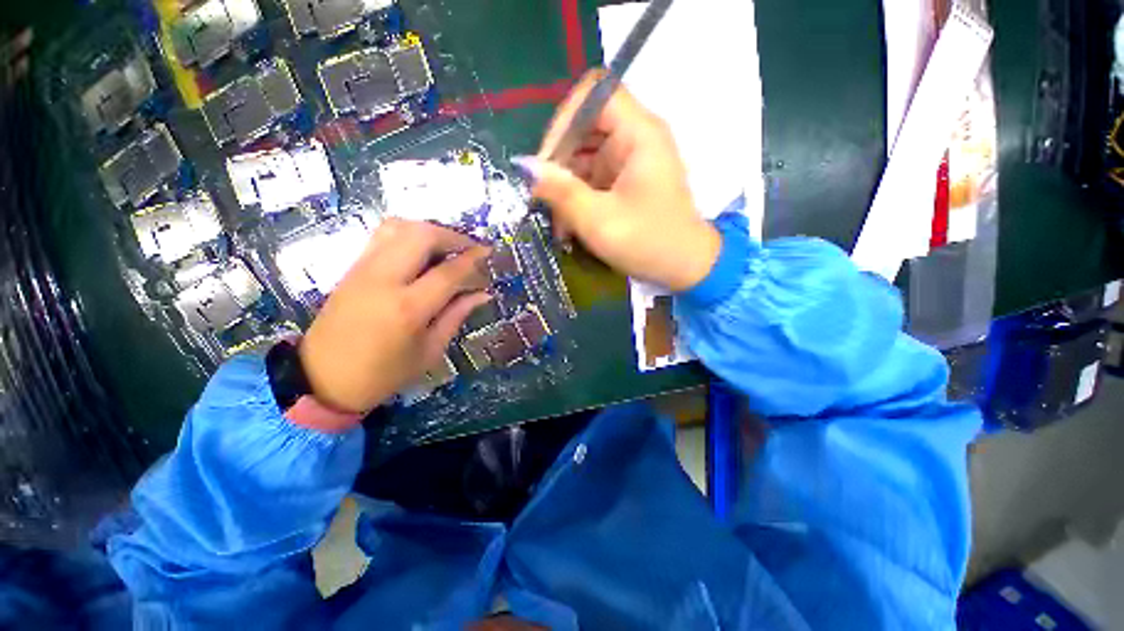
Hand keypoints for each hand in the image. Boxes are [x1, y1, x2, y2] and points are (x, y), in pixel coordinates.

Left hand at [299, 219, 491, 413]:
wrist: (323, 378)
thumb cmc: (384, 373)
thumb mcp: (430, 350)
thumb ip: (457, 315)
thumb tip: (482, 293)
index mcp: (408, 308)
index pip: (449, 271)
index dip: (474, 260)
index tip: (490, 254)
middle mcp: (384, 279)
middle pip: (422, 235)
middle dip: (453, 236)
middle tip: (470, 250)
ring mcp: (363, 269)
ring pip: (399, 227)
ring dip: (430, 231)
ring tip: (447, 247)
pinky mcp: (352, 268)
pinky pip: (383, 236)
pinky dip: (409, 234)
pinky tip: (422, 252)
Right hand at [516, 71, 720, 291]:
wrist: (686, 268)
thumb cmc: (648, 242)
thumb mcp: (599, 220)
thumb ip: (561, 192)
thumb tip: (524, 167)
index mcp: (639, 133)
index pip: (593, 94)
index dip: (563, 121)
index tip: (546, 163)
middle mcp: (635, 138)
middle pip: (584, 128)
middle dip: (559, 163)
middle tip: (545, 199)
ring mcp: (630, 161)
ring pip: (584, 156)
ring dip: (565, 187)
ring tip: (557, 222)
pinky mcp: (626, 181)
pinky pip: (592, 177)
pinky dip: (577, 198)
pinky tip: (569, 225)